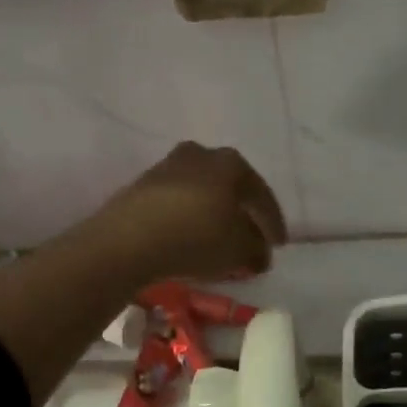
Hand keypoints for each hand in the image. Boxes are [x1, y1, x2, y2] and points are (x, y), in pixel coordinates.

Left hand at [89, 143, 286, 283]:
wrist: (128, 239)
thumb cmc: (196, 237)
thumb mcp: (239, 250)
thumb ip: (256, 250)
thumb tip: (260, 252)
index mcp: (231, 162)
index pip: (261, 194)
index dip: (273, 223)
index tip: (278, 245)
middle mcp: (201, 154)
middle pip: (230, 188)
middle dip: (241, 215)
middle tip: (250, 240)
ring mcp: (168, 166)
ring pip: (202, 193)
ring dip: (213, 216)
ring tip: (218, 242)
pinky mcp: (142, 185)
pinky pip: (177, 202)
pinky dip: (188, 218)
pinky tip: (189, 238)